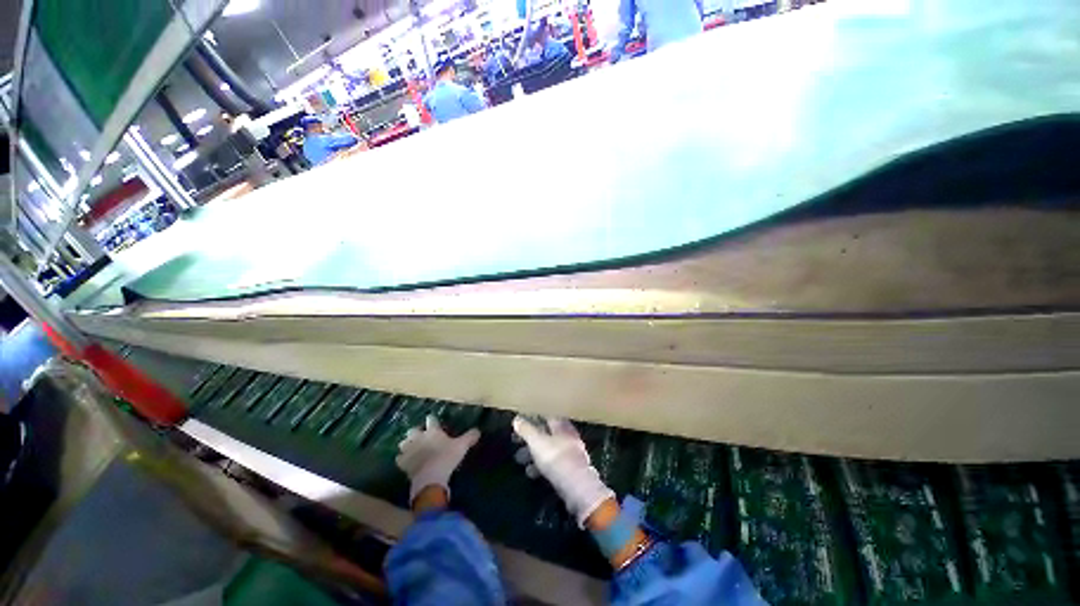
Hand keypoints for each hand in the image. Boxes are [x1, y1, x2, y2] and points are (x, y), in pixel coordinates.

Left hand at [396, 416, 479, 504]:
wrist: (430, 477)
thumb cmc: (446, 458)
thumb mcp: (462, 446)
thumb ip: (469, 437)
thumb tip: (478, 430)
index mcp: (433, 431)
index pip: (431, 420)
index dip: (432, 420)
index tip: (433, 420)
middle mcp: (419, 438)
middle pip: (413, 430)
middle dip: (415, 432)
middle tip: (420, 436)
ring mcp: (409, 450)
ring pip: (403, 443)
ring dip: (406, 444)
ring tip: (411, 448)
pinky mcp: (403, 463)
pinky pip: (399, 458)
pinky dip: (401, 459)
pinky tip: (405, 461)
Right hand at [512, 416, 614, 526]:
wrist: (577, 486)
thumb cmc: (556, 458)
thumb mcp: (537, 442)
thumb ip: (526, 430)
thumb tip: (516, 419)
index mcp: (561, 425)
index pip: (546, 416)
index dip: (534, 418)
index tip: (521, 422)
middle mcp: (568, 435)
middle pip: (547, 433)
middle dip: (531, 438)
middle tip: (516, 442)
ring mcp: (571, 453)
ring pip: (549, 449)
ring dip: (535, 453)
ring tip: (520, 460)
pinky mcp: (571, 469)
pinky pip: (553, 463)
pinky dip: (542, 466)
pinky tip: (532, 473)